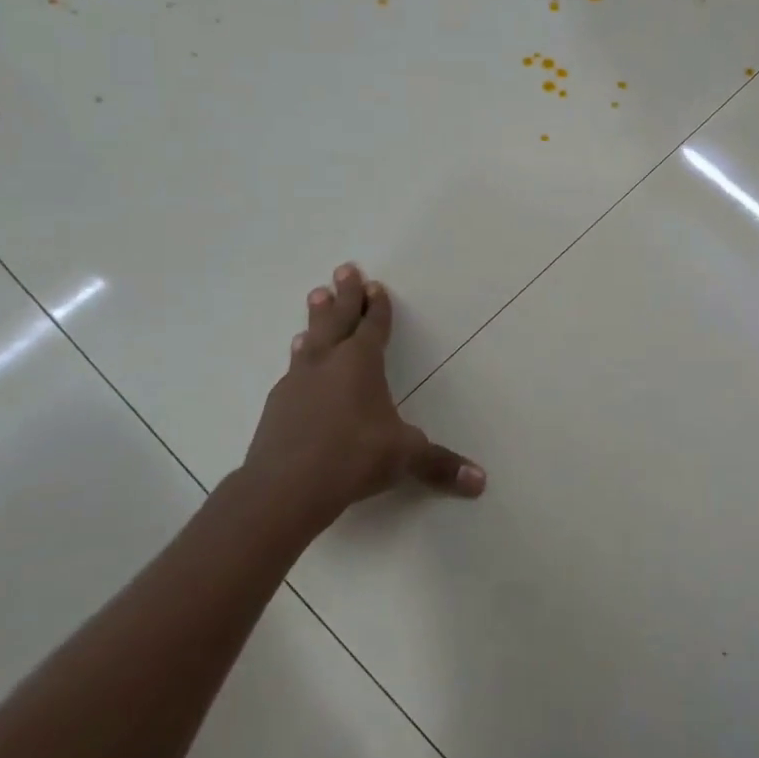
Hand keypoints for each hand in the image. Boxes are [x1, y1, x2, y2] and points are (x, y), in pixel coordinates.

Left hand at [242, 263, 484, 529]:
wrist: (284, 488)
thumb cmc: (354, 458)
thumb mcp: (404, 457)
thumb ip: (440, 465)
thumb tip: (481, 481)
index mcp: (361, 364)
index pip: (373, 326)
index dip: (377, 307)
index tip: (375, 285)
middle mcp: (328, 364)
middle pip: (337, 320)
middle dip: (344, 295)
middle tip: (343, 269)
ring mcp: (297, 383)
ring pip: (310, 340)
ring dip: (316, 319)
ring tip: (315, 297)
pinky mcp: (277, 407)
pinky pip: (293, 370)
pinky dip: (300, 357)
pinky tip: (297, 361)